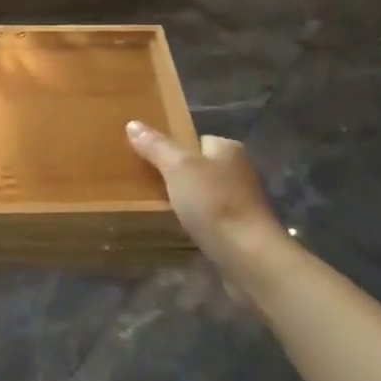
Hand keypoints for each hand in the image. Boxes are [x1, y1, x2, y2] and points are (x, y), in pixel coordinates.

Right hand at [127, 121, 290, 285]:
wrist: (248, 256)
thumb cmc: (214, 202)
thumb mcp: (177, 167)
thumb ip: (156, 146)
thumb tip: (132, 124)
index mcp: (228, 149)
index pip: (197, 139)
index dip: (175, 147)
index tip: (150, 158)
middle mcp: (239, 171)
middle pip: (201, 166)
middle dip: (179, 175)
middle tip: (149, 183)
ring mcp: (242, 202)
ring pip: (205, 193)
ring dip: (188, 200)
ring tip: (158, 207)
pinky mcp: (241, 229)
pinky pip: (211, 218)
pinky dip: (197, 221)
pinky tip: (181, 229)